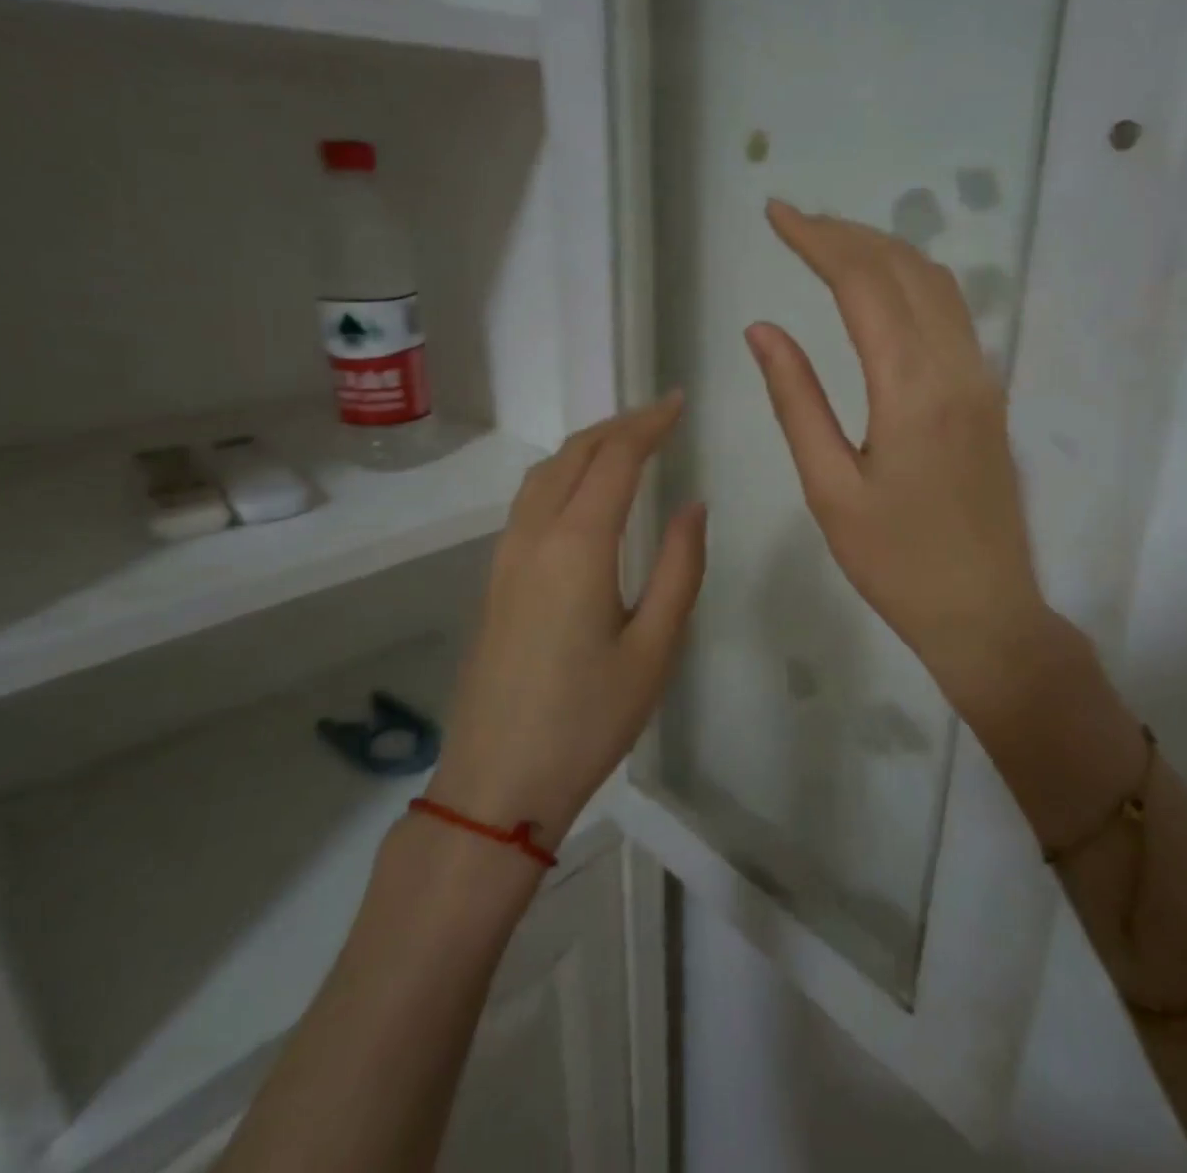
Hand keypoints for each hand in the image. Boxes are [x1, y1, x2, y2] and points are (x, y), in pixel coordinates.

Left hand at [426, 394, 706, 849]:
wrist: (497, 782)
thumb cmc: (588, 718)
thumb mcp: (655, 647)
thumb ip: (680, 568)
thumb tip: (692, 505)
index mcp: (577, 546)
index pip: (615, 459)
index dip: (649, 423)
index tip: (678, 402)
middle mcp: (534, 537)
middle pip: (573, 455)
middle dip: (617, 425)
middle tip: (659, 415)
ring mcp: (505, 558)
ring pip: (544, 475)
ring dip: (586, 447)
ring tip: (626, 443)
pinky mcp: (495, 580)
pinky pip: (529, 502)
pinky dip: (562, 474)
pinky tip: (583, 494)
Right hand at [745, 199, 1056, 722]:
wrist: (986, 612)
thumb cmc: (896, 564)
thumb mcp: (830, 490)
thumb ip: (797, 401)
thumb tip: (763, 330)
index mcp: (912, 391)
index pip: (863, 283)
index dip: (817, 239)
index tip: (775, 214)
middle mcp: (957, 368)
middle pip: (904, 269)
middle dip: (847, 234)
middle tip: (794, 222)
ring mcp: (982, 379)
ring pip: (937, 285)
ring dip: (883, 252)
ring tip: (830, 244)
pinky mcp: (990, 396)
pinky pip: (953, 314)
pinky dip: (911, 282)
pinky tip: (881, 291)